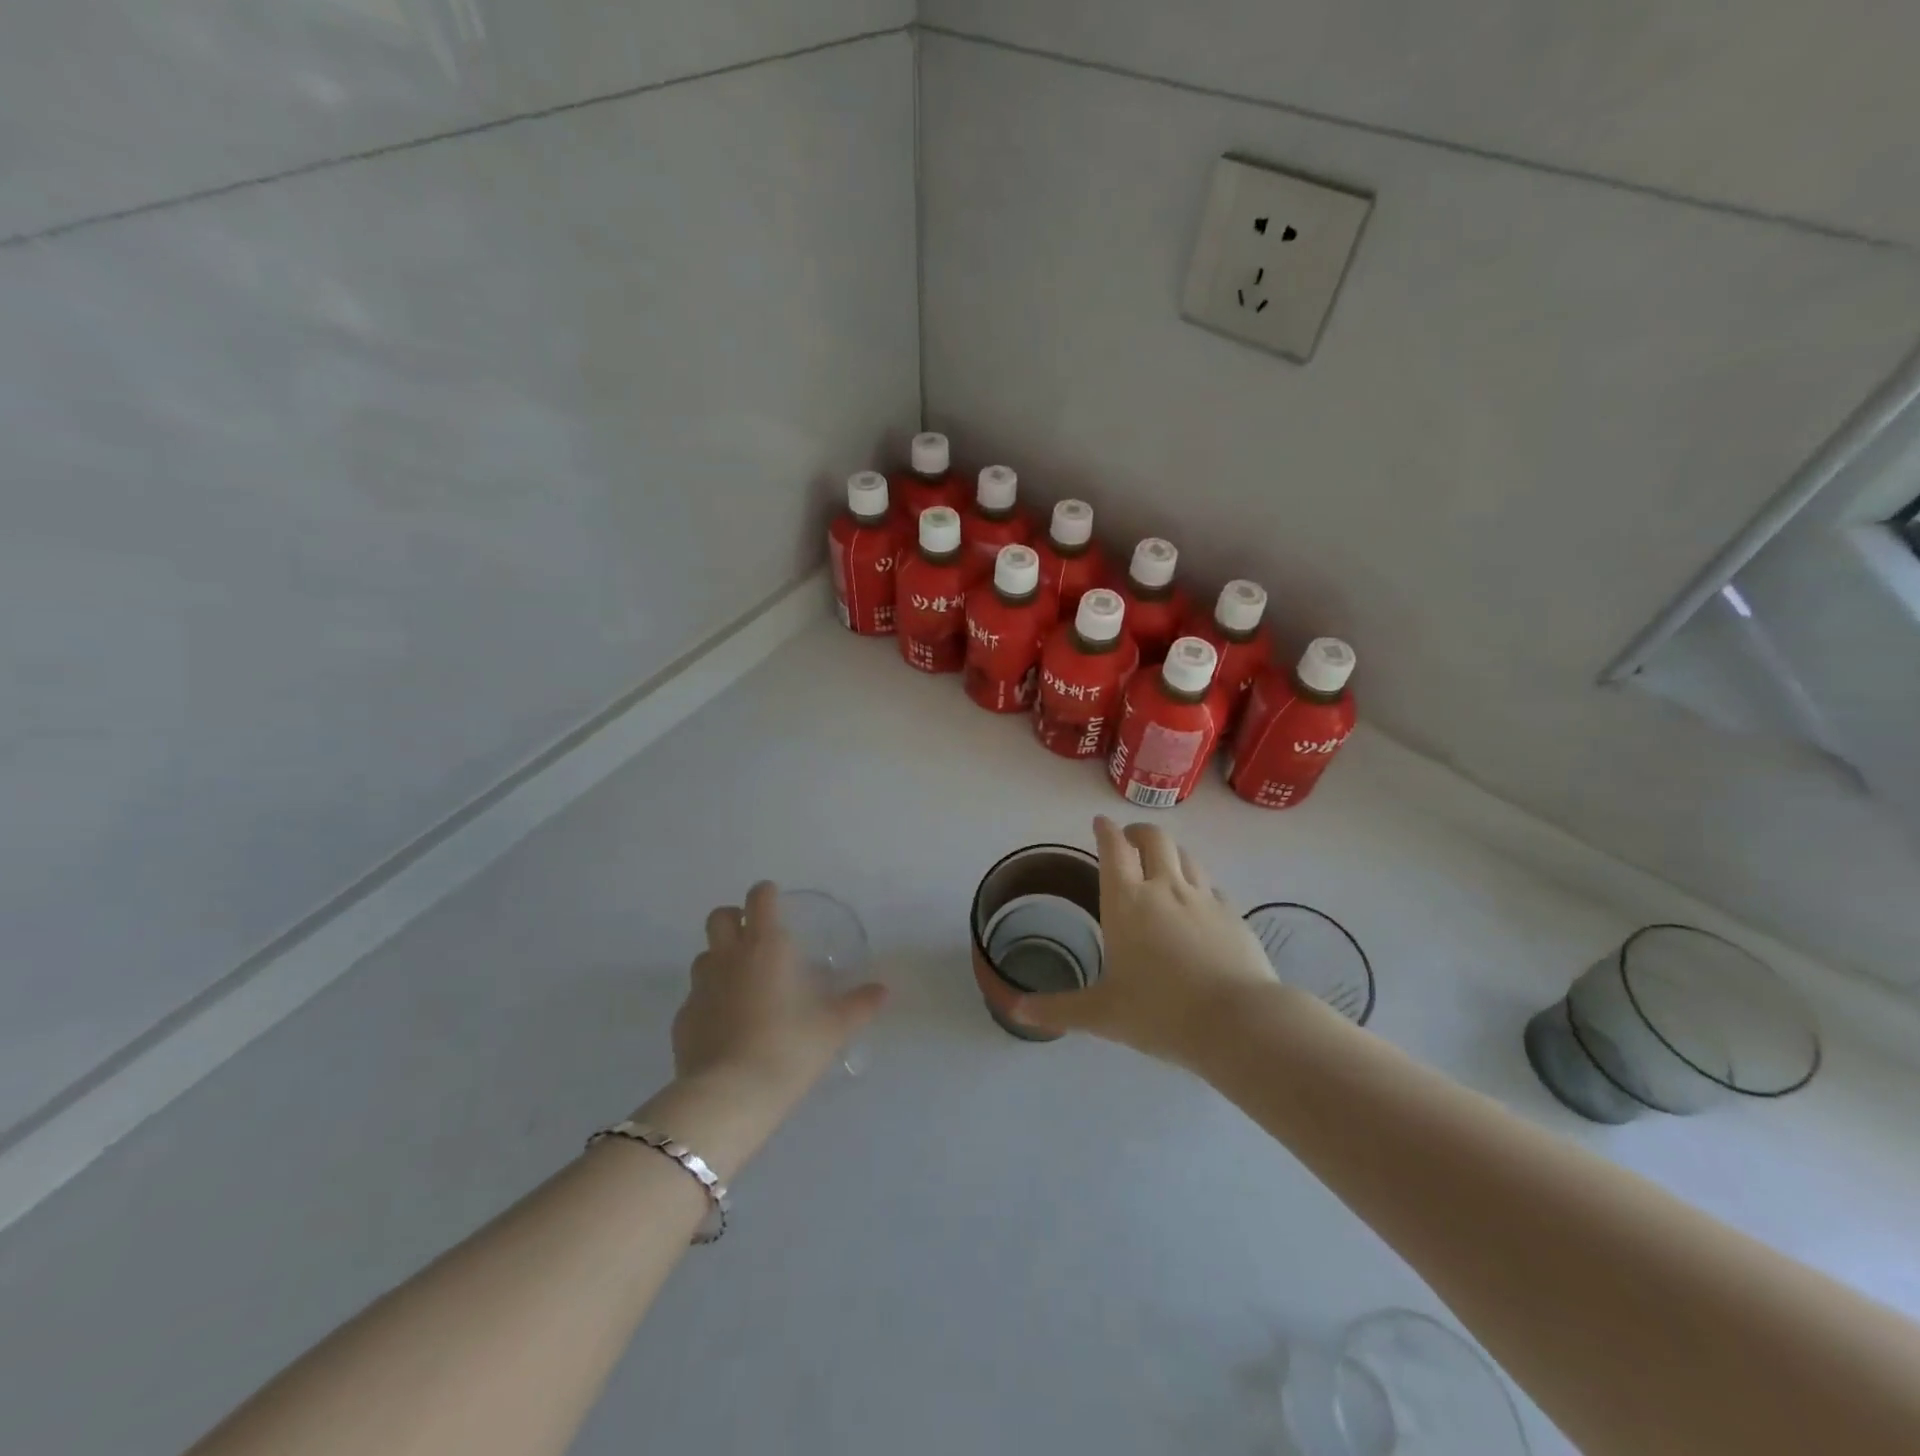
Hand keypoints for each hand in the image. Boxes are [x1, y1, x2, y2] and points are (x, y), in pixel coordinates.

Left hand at [672, 882, 888, 1098]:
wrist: (730, 1096)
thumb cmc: (789, 1048)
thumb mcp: (834, 1027)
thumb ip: (860, 1004)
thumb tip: (883, 990)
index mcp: (766, 946)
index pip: (759, 899)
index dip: (766, 893)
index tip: (776, 899)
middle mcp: (729, 958)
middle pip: (719, 917)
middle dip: (734, 918)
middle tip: (754, 936)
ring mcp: (700, 988)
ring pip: (704, 956)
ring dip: (720, 959)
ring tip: (742, 983)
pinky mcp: (682, 1020)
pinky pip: (695, 998)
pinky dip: (710, 1001)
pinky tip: (726, 1025)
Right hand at [1010, 817, 1278, 1065]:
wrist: (1238, 1022)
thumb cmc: (1160, 1013)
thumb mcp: (1101, 1015)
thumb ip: (1057, 1009)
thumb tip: (1014, 1011)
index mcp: (1126, 902)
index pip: (1113, 849)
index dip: (1105, 831)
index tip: (1100, 822)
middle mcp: (1165, 888)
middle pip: (1154, 838)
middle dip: (1138, 832)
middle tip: (1129, 840)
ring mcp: (1204, 898)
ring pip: (1186, 855)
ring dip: (1170, 851)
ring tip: (1162, 863)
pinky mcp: (1233, 914)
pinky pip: (1212, 885)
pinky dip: (1198, 882)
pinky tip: (1198, 901)